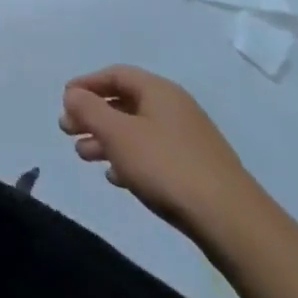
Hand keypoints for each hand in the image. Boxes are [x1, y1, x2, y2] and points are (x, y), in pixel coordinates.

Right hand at [59, 65, 260, 236]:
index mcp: (159, 91)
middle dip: (92, 115)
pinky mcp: (197, 170)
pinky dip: (130, 159)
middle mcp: (175, 108)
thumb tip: (73, 94)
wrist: (232, 223)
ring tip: (85, 156)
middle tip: (68, 131)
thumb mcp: (117, 134)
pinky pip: (153, 154)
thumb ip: (88, 109)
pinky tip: (117, 177)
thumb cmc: (166, 166)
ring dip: (107, 139)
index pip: (114, 74)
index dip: (86, 84)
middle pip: (124, 102)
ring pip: (137, 130)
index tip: (64, 100)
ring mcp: (189, 140)